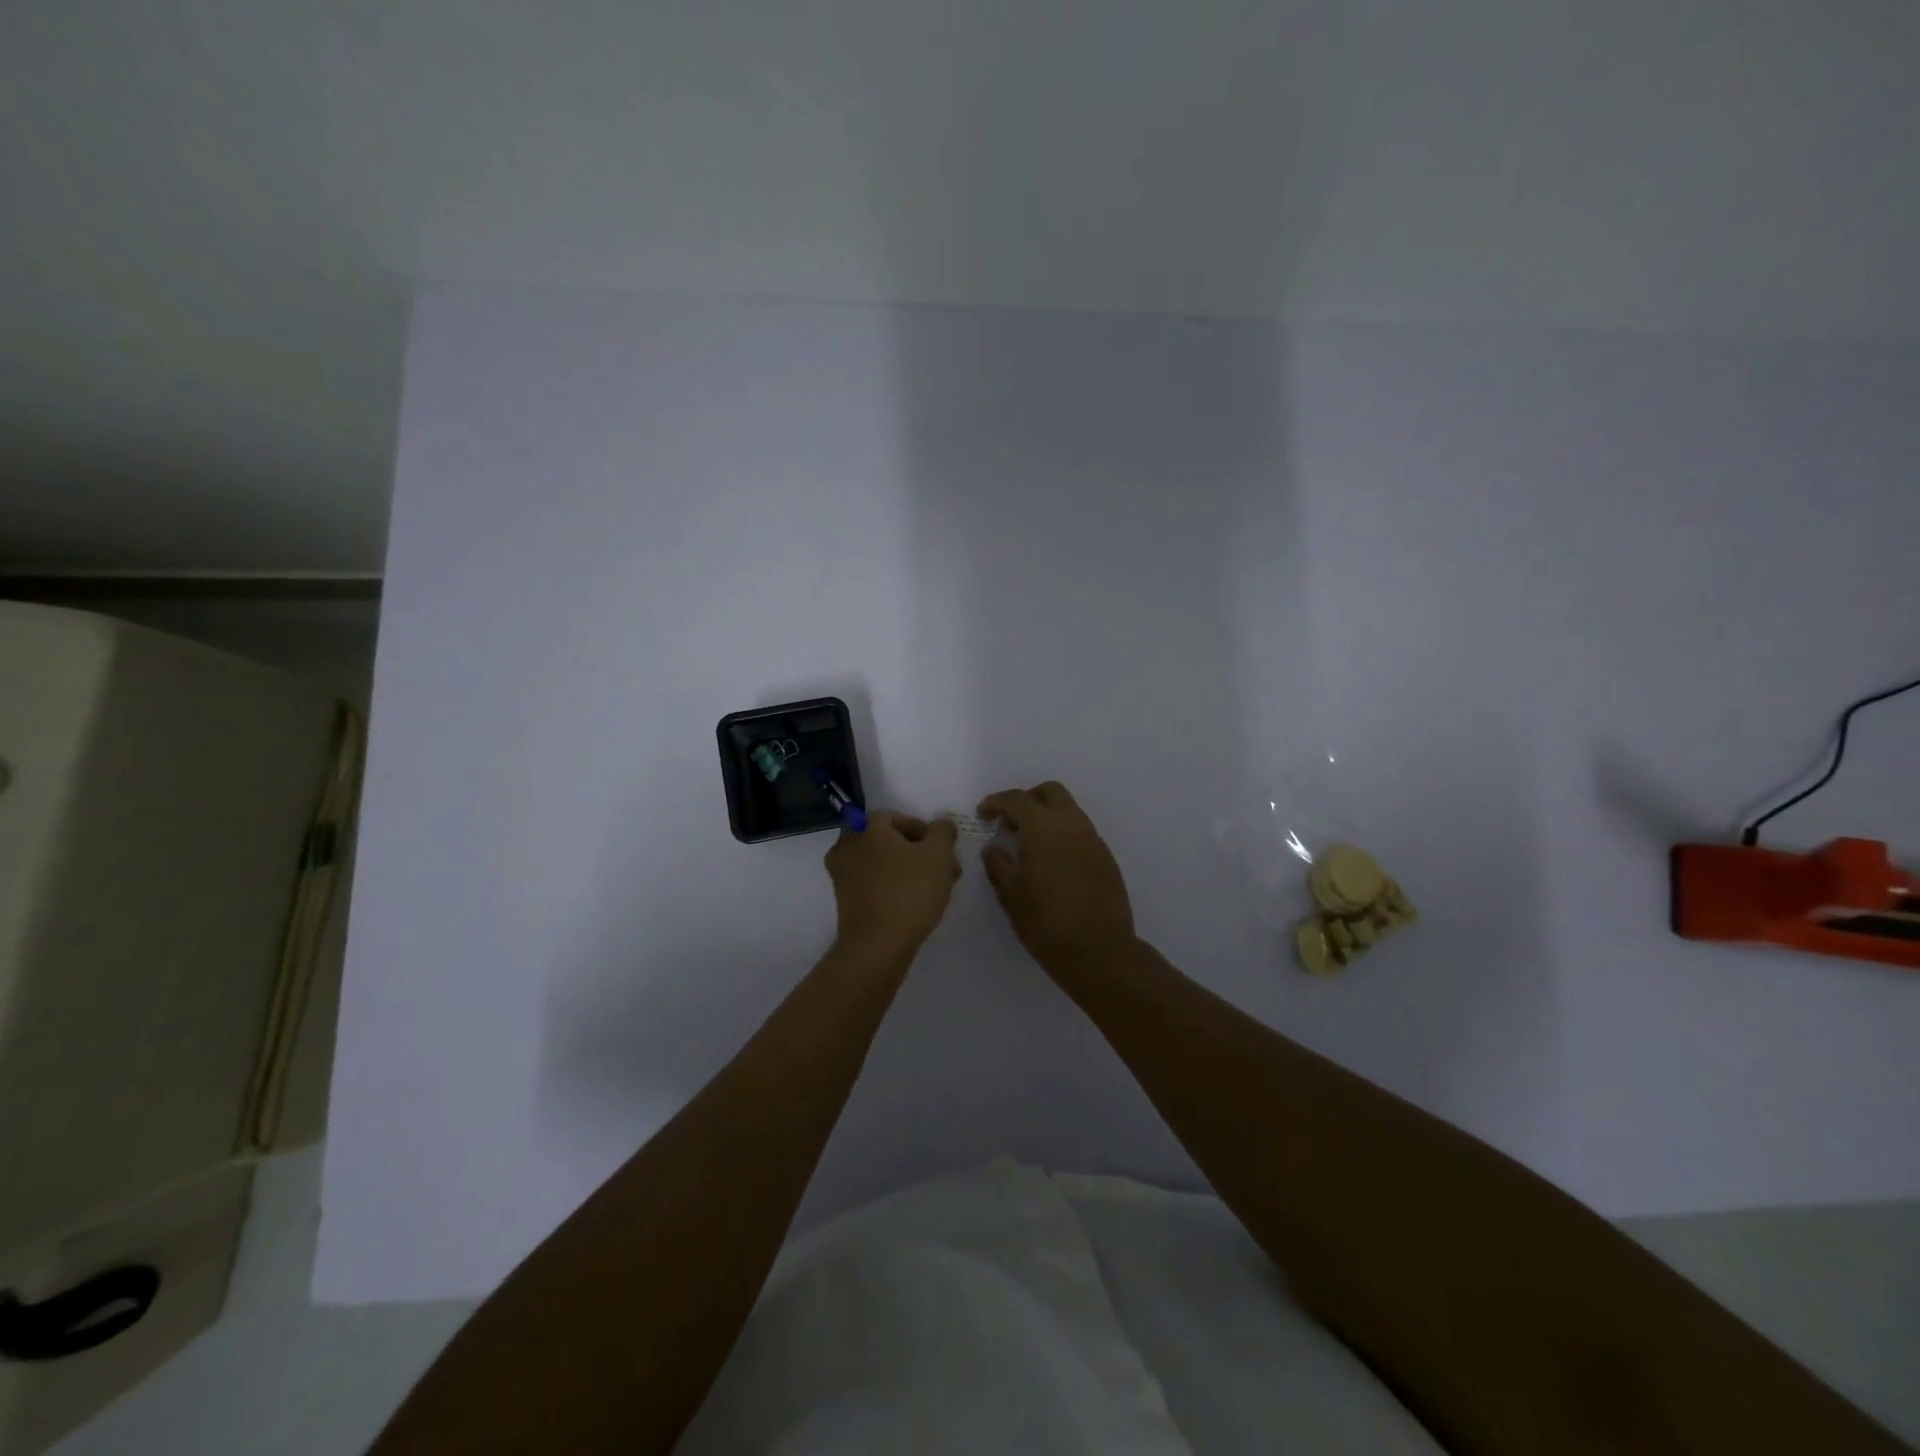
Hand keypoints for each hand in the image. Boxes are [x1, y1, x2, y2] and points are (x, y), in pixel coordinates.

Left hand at [824, 811, 960, 962]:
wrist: (876, 946)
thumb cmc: (909, 892)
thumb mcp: (939, 855)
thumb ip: (943, 831)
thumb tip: (942, 824)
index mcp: (866, 825)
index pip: (901, 818)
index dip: (927, 833)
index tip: (944, 853)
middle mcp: (847, 843)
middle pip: (890, 841)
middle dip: (919, 853)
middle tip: (943, 871)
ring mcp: (841, 872)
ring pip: (882, 862)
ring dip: (908, 870)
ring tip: (934, 889)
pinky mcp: (843, 898)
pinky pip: (872, 882)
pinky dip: (892, 886)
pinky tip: (913, 903)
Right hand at [978, 782, 1135, 977]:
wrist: (1099, 951)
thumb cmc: (1046, 922)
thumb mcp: (1010, 894)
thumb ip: (997, 864)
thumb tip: (993, 848)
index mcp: (1045, 828)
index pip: (1017, 799)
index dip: (996, 802)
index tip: (984, 814)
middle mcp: (1072, 824)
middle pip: (1050, 792)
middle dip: (1027, 800)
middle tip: (1010, 822)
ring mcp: (1093, 839)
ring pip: (1068, 810)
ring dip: (1047, 817)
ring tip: (1028, 845)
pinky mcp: (1105, 857)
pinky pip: (1080, 832)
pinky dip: (1062, 835)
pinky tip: (1051, 862)